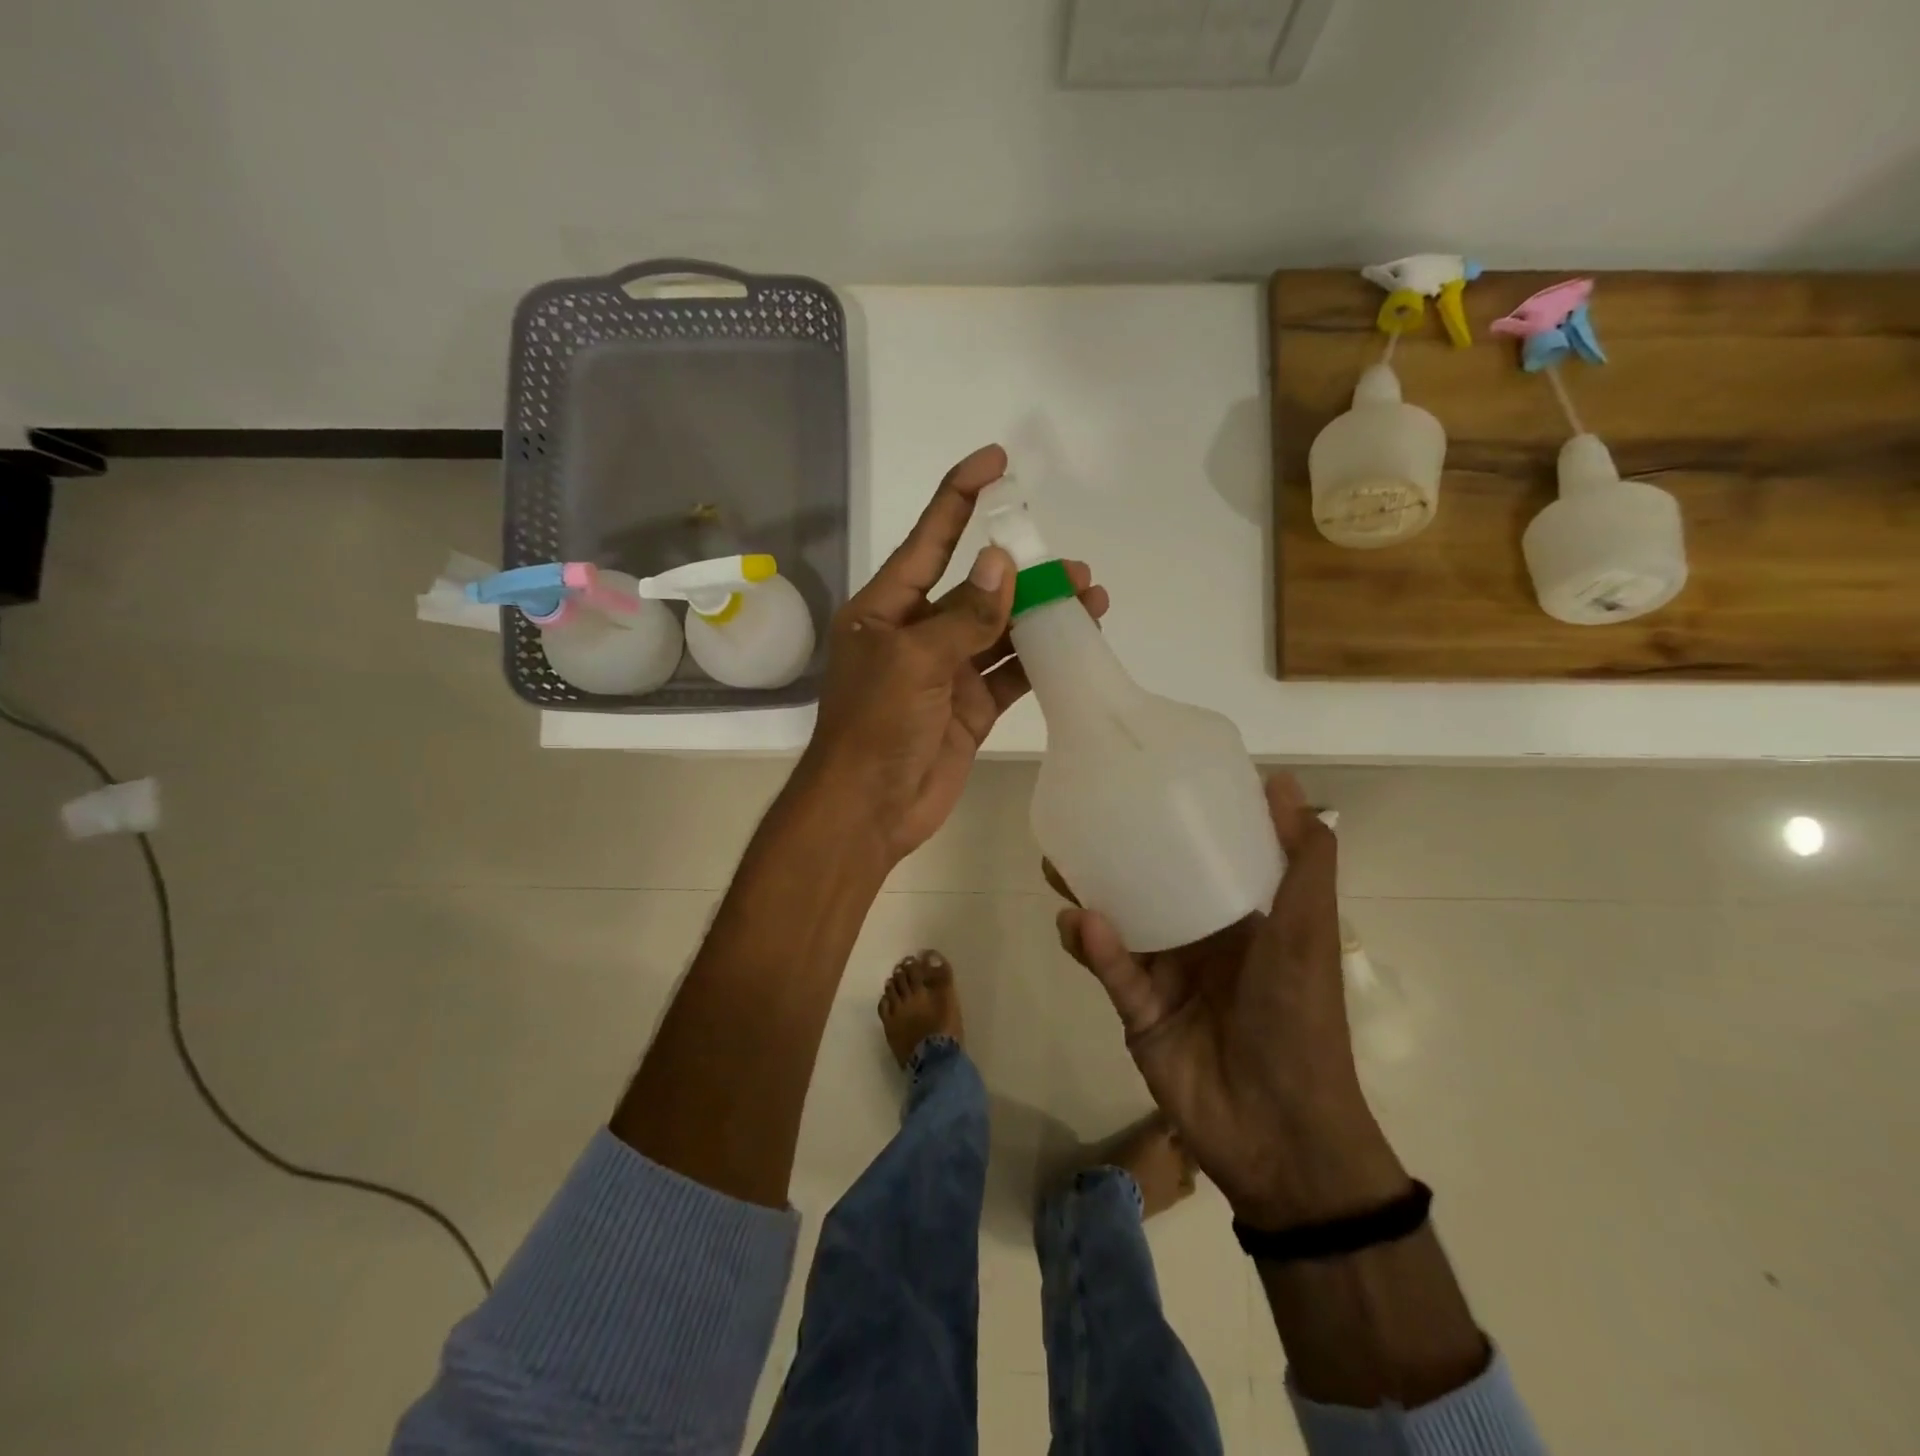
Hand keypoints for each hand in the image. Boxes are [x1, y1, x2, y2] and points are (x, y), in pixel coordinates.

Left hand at [799, 444, 1108, 861]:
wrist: (870, 809)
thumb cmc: (876, 726)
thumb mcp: (913, 662)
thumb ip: (963, 616)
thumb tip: (1001, 564)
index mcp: (887, 610)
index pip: (929, 541)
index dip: (960, 497)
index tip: (997, 461)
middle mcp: (918, 634)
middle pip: (976, 588)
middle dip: (1022, 571)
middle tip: (1071, 564)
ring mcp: (947, 672)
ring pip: (1001, 630)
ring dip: (1041, 613)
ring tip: (1089, 595)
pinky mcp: (971, 708)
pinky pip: (1011, 672)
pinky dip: (1041, 658)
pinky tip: (1077, 641)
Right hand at [1053, 774, 1408, 1228]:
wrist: (1281, 1133)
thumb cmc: (1300, 1018)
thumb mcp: (1308, 931)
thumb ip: (1302, 861)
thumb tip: (1283, 781)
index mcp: (1243, 917)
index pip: (1206, 857)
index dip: (1179, 822)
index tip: (1146, 783)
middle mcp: (1201, 940)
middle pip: (1151, 886)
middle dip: (1117, 857)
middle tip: (1080, 823)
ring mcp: (1167, 976)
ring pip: (1120, 925)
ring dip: (1090, 897)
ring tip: (1056, 867)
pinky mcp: (1139, 1012)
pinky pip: (1112, 971)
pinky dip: (1095, 947)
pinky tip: (1076, 922)